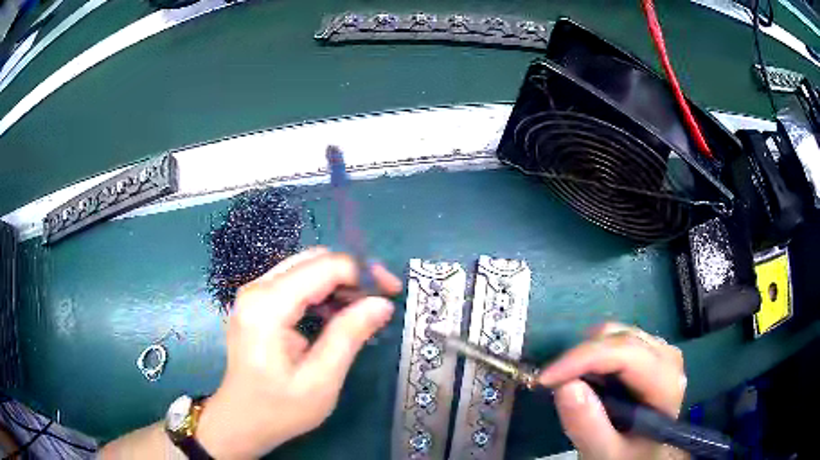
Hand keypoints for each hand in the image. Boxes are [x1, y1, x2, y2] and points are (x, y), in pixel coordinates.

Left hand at [196, 247, 401, 458]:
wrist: (241, 420)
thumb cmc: (279, 409)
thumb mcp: (321, 380)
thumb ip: (349, 336)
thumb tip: (382, 303)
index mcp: (268, 306)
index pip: (324, 267)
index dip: (363, 274)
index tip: (392, 293)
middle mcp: (257, 289)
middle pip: (314, 260)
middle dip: (352, 274)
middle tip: (380, 300)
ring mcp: (253, 294)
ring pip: (305, 268)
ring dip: (338, 283)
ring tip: (362, 310)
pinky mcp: (256, 303)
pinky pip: (295, 283)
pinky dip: (321, 292)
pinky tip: (336, 315)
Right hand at [538, 323, 686, 459]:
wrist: (643, 455)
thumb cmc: (627, 456)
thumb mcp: (605, 453)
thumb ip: (588, 426)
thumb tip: (565, 386)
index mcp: (666, 382)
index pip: (624, 354)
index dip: (582, 360)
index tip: (544, 379)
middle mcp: (667, 356)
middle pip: (618, 338)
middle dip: (579, 359)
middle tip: (551, 386)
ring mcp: (659, 349)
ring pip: (614, 334)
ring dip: (584, 357)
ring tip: (570, 385)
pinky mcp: (648, 351)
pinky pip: (614, 340)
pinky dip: (592, 355)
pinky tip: (587, 380)